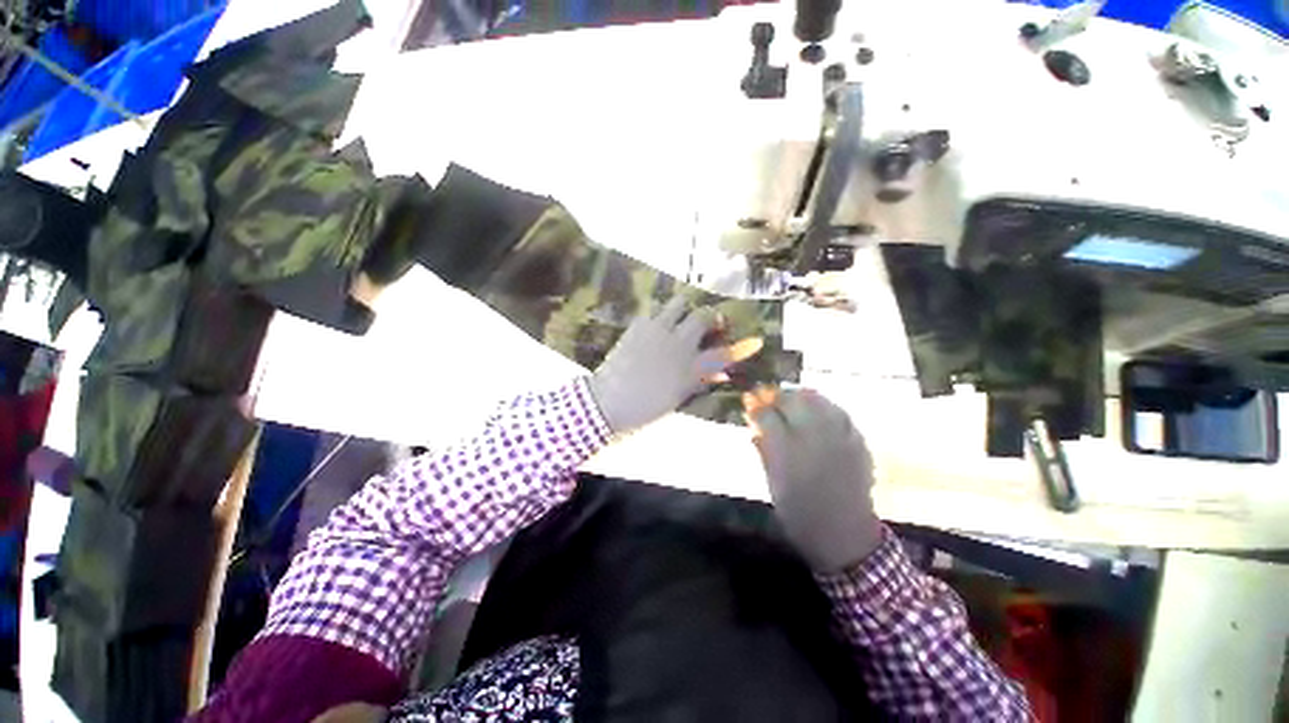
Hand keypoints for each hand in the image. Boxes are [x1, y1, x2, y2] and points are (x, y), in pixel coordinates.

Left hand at [590, 297, 762, 434]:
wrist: (607, 402)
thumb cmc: (644, 407)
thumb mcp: (677, 397)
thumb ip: (699, 380)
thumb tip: (717, 372)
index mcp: (689, 368)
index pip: (723, 354)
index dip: (741, 348)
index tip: (756, 341)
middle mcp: (678, 343)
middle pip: (702, 316)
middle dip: (709, 317)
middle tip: (707, 324)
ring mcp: (657, 331)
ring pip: (678, 304)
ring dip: (684, 310)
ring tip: (679, 321)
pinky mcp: (638, 325)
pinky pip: (655, 310)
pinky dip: (661, 316)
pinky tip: (656, 328)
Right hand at [744, 388, 883, 572]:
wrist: (845, 534)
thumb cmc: (799, 514)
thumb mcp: (772, 483)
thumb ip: (763, 450)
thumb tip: (752, 423)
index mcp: (787, 455)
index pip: (767, 416)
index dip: (755, 406)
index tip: (749, 402)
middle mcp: (813, 440)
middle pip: (791, 401)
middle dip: (776, 396)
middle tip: (767, 396)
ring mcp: (838, 438)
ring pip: (817, 400)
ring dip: (799, 395)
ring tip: (790, 398)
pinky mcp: (857, 442)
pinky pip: (838, 411)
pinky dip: (823, 405)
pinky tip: (816, 408)